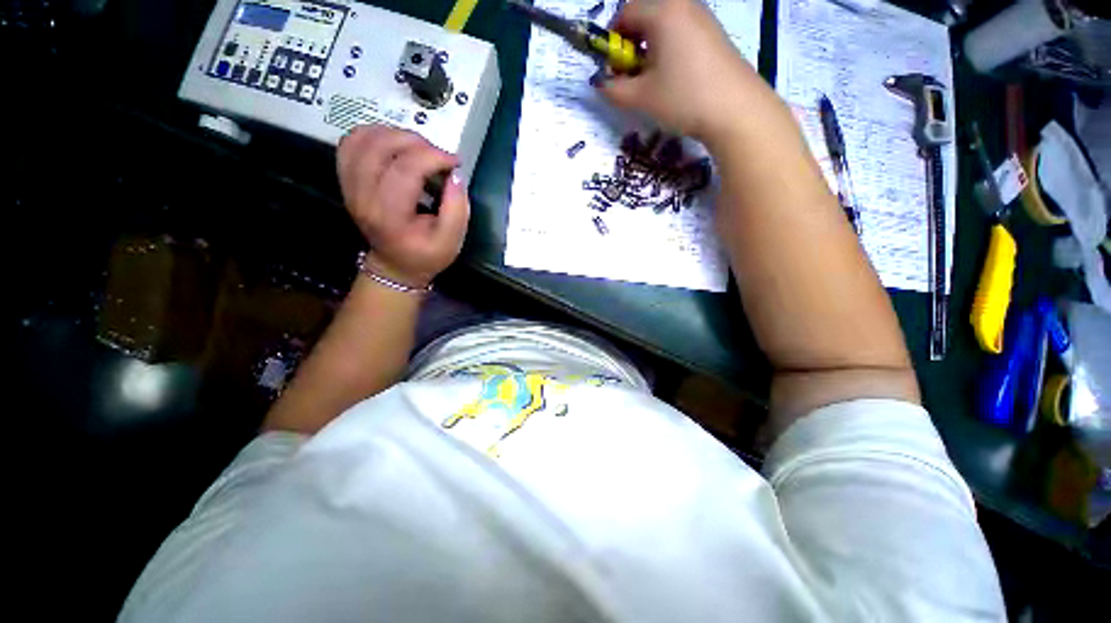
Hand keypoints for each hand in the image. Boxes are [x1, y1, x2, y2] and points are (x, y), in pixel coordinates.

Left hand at [337, 125, 469, 287]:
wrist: (394, 265)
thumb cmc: (425, 256)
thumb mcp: (451, 242)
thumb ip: (458, 210)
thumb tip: (455, 175)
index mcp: (389, 215)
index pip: (405, 169)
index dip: (432, 157)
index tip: (454, 162)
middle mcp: (362, 197)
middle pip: (380, 147)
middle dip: (416, 142)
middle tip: (437, 155)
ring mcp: (349, 186)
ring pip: (362, 139)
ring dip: (394, 135)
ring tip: (419, 149)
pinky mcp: (346, 179)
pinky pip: (351, 143)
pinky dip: (373, 135)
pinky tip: (395, 146)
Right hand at [596, 0, 764, 141]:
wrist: (735, 109)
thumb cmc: (683, 97)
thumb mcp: (641, 98)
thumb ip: (614, 89)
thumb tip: (601, 84)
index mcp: (662, 12)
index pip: (626, 13)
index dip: (612, 40)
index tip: (613, 67)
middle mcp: (683, 5)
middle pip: (646, 15)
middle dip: (632, 44)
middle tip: (632, 75)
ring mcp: (703, 17)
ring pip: (665, 25)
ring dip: (651, 48)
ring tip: (653, 79)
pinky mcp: (715, 34)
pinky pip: (682, 32)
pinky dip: (670, 49)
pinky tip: (675, 76)